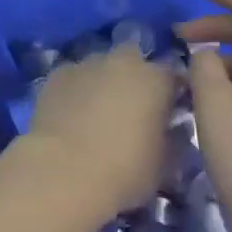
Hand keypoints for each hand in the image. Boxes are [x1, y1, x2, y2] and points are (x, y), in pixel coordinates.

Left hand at [27, 45, 173, 215]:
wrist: (63, 171)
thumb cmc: (124, 171)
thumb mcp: (164, 166)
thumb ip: (172, 139)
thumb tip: (171, 130)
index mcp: (155, 80)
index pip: (173, 75)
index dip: (173, 93)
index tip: (170, 113)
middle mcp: (122, 62)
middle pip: (134, 59)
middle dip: (135, 77)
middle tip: (132, 108)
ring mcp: (86, 63)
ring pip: (101, 66)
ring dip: (104, 82)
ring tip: (98, 113)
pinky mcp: (57, 73)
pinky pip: (74, 77)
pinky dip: (77, 90)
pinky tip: (71, 115)